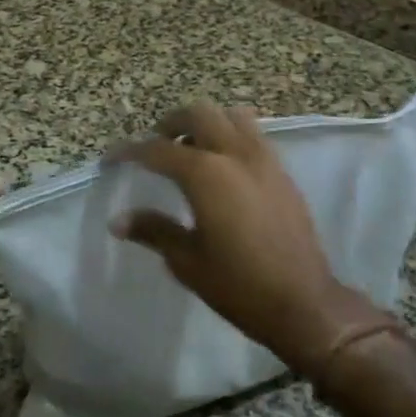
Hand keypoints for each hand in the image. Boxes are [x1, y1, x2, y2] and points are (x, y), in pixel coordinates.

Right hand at [114, 101, 380, 374]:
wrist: (303, 303)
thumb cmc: (238, 285)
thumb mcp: (187, 261)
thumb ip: (153, 231)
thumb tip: (118, 220)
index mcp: (205, 174)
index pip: (158, 150)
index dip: (130, 151)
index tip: (112, 159)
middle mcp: (235, 154)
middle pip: (198, 114)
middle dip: (171, 123)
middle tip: (156, 146)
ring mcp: (264, 159)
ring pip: (231, 116)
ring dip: (206, 123)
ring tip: (192, 150)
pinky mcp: (282, 171)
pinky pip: (253, 134)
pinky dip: (231, 135)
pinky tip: (223, 168)